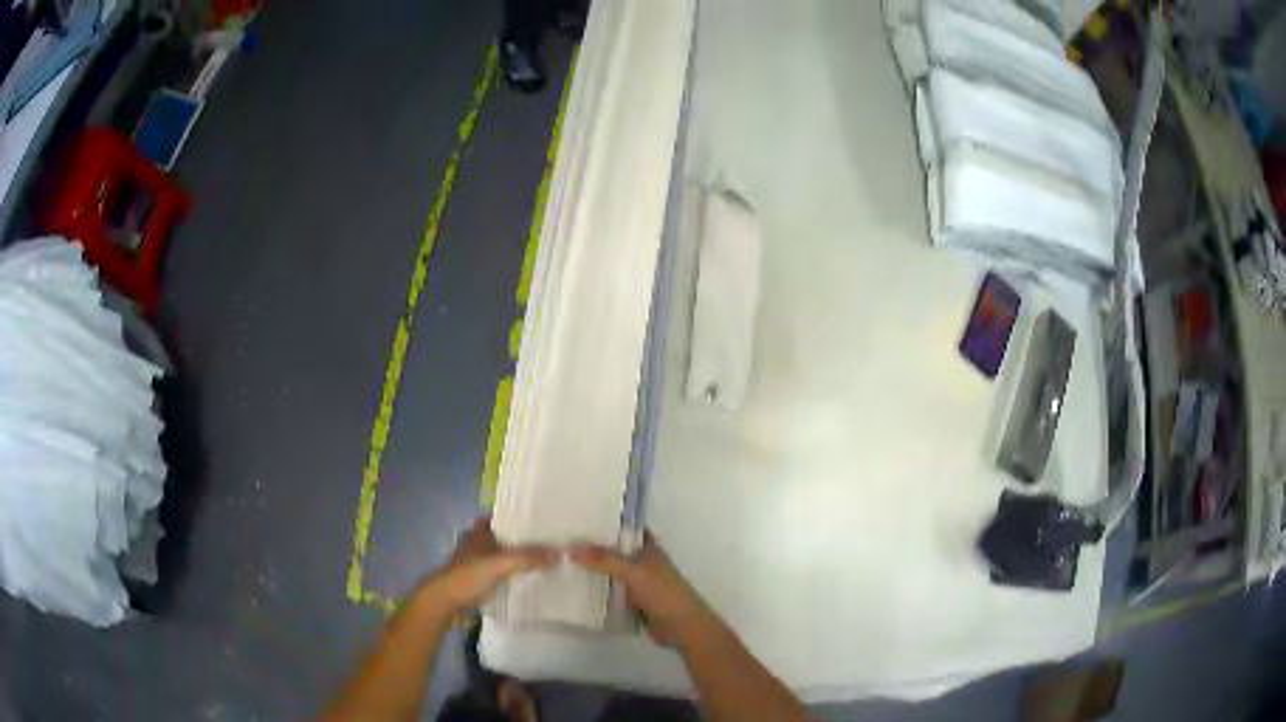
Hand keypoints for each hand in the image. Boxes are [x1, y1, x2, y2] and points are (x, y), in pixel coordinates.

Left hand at [416, 518, 556, 614]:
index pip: (497, 517)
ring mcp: (475, 563)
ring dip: (514, 557)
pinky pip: (498, 572)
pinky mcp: (477, 581)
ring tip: (542, 559)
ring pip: (499, 555)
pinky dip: (510, 574)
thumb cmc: (467, 576)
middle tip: (546, 541)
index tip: (537, 519)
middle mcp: (476, 544)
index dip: (514, 517)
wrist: (444, 601)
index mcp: (478, 533)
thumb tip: (559, 553)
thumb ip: (527, 558)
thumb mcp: (499, 564)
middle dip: (518, 538)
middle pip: (500, 536)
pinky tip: (526, 579)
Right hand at [570, 532, 715, 646]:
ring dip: (591, 571)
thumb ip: (605, 559)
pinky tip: (573, 589)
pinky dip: (596, 591)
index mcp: (648, 548)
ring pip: (610, 573)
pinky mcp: (632, 603)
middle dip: (591, 548)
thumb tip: (570, 547)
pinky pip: (610, 593)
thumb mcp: (634, 572)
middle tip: (558, 541)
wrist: (683, 628)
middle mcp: (642, 563)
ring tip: (559, 562)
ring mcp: (637, 584)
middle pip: (613, 551)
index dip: (604, 522)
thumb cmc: (664, 594)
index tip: (577, 516)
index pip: (624, 528)